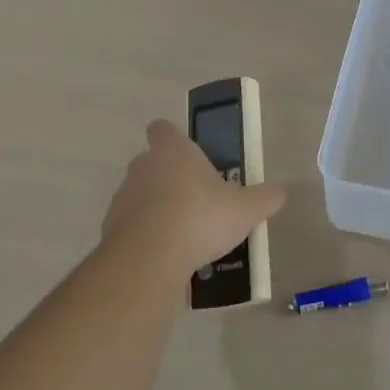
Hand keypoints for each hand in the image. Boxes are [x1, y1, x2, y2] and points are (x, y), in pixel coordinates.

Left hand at [101, 120, 285, 272]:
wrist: (148, 260)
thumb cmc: (199, 219)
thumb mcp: (244, 211)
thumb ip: (263, 199)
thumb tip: (279, 193)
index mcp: (173, 151)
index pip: (163, 128)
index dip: (173, 137)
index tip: (188, 154)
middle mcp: (143, 166)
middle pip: (153, 162)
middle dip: (171, 177)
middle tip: (197, 199)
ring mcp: (123, 197)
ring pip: (141, 194)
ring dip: (157, 207)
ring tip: (184, 233)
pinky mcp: (110, 228)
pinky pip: (131, 225)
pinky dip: (145, 235)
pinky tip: (166, 255)